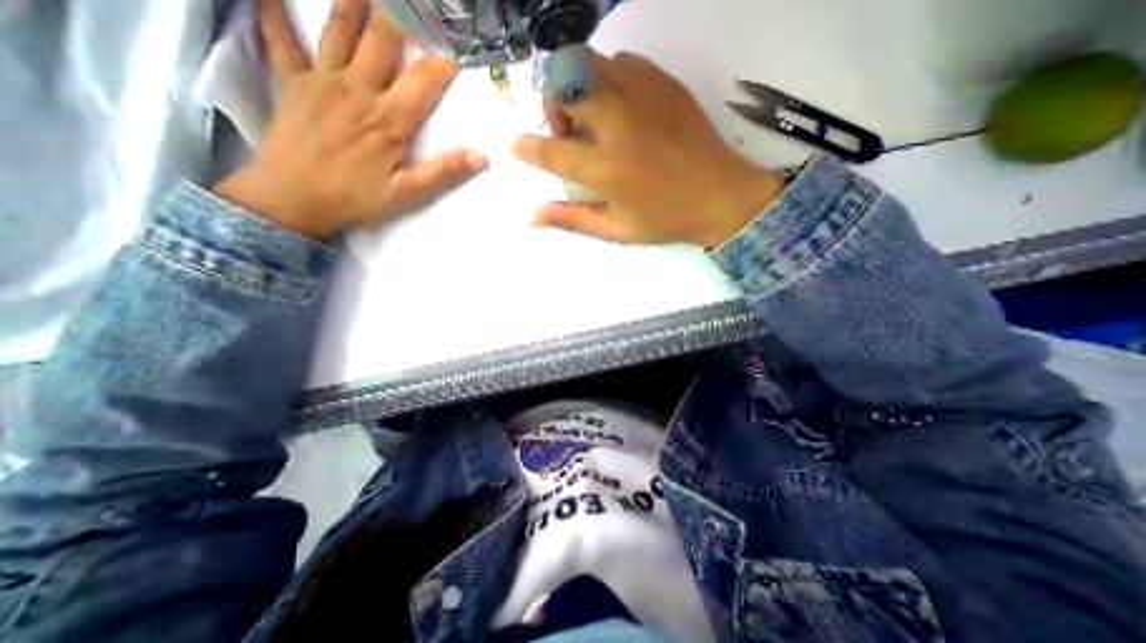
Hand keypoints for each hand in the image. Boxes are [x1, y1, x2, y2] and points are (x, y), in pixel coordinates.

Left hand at [214, 1, 486, 237]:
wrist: (294, 200)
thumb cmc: (357, 198)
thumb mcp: (409, 193)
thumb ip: (444, 172)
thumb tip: (482, 155)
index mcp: (389, 120)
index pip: (424, 81)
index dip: (441, 66)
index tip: (455, 57)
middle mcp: (358, 89)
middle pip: (382, 42)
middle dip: (400, 19)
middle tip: (413, 5)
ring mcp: (322, 80)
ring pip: (339, 29)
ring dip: (353, 4)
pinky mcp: (293, 82)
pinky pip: (281, 38)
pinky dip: (274, 11)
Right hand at [515, 48, 784, 244]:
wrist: (722, 196)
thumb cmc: (666, 219)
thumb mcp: (617, 230)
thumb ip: (573, 219)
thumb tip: (533, 217)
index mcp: (606, 168)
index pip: (551, 150)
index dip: (527, 148)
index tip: (517, 148)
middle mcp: (619, 124)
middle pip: (565, 85)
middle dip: (553, 105)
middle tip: (567, 131)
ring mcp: (643, 97)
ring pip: (591, 64)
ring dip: (579, 88)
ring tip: (593, 117)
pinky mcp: (664, 83)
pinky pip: (623, 62)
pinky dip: (608, 78)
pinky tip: (619, 106)